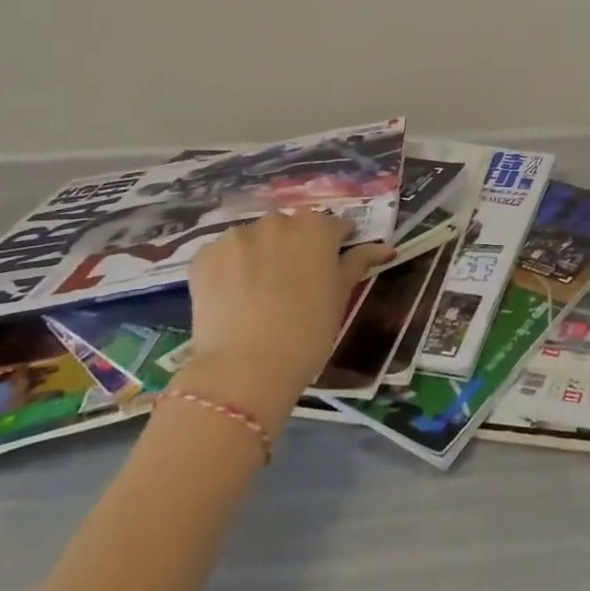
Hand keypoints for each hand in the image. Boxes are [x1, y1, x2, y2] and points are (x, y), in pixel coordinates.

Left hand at [176, 211, 390, 432]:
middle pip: (290, 228)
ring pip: (255, 239)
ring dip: (259, 255)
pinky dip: (229, 269)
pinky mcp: (205, 255)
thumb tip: (385, 247)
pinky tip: (232, 298)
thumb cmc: (307, 333)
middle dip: (294, 247)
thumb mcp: (339, 297)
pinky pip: (223, 255)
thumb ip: (358, 263)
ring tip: (257, 293)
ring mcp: (237, 236)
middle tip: (293, 284)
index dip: (335, 245)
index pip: (333, 227)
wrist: (245, 369)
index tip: (332, 265)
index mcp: (316, 227)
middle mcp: (277, 221)